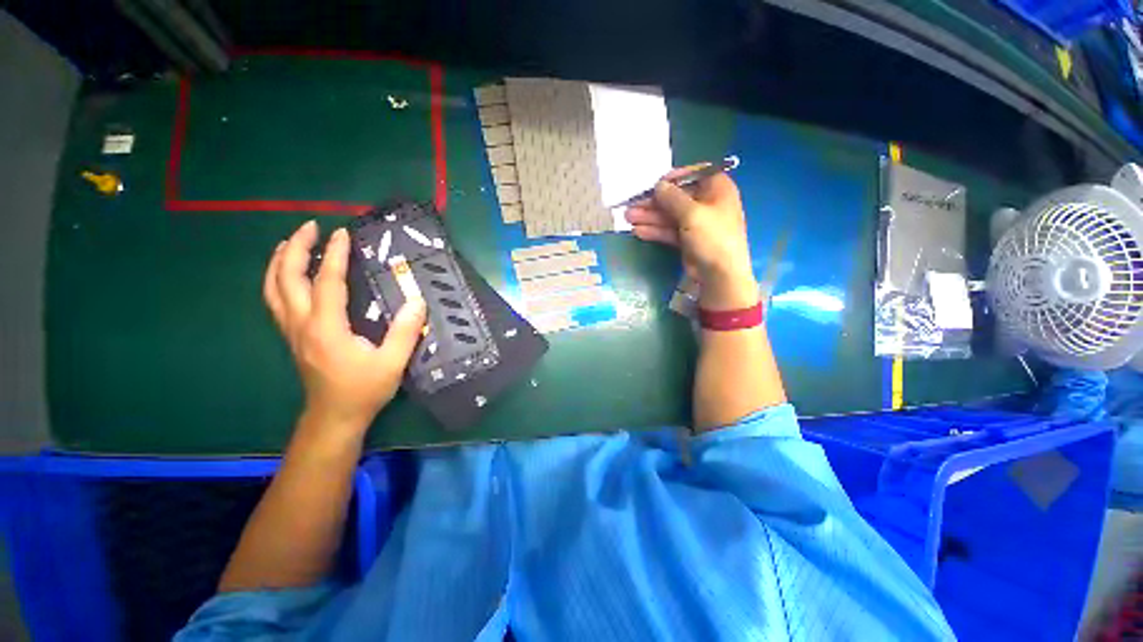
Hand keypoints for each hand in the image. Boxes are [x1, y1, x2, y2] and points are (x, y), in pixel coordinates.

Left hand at [263, 221, 426, 433]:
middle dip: (296, 248)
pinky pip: (275, 300)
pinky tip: (288, 273)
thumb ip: (404, 331)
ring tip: (292, 242)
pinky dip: (277, 279)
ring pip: (273, 288)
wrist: (334, 417)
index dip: (335, 255)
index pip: (327, 283)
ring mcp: (292, 331)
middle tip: (310, 227)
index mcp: (327, 329)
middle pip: (287, 278)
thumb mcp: (392, 363)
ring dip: (280, 261)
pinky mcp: (292, 336)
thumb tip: (417, 301)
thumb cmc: (363, 390)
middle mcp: (302, 325)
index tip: (342, 233)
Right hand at [625, 167, 758, 309]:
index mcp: (717, 189)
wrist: (719, 274)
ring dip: (649, 216)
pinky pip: (669, 230)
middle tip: (632, 204)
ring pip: (670, 215)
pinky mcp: (687, 239)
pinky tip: (638, 231)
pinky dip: (655, 230)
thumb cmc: (712, 237)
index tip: (655, 184)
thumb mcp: (692, 213)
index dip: (674, 177)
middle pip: (676, 197)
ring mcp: (696, 223)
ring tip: (628, 218)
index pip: (695, 174)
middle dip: (653, 202)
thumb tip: (658, 185)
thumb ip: (672, 198)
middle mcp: (707, 203)